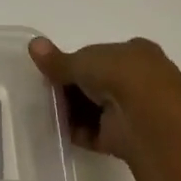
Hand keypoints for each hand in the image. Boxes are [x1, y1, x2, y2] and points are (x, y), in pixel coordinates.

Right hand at [28, 35, 180, 162]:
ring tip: (50, 113)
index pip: (101, 55)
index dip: (76, 63)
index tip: (55, 72)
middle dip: (72, 89)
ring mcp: (135, 109)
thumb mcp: (82, 61)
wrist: (148, 119)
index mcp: (135, 52)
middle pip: (96, 83)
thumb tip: (33, 44)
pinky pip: (96, 132)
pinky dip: (78, 132)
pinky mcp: (127, 136)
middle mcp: (139, 79)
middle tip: (48, 94)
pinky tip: (60, 130)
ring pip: (95, 108)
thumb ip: (57, 60)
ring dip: (73, 111)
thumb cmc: (120, 77)